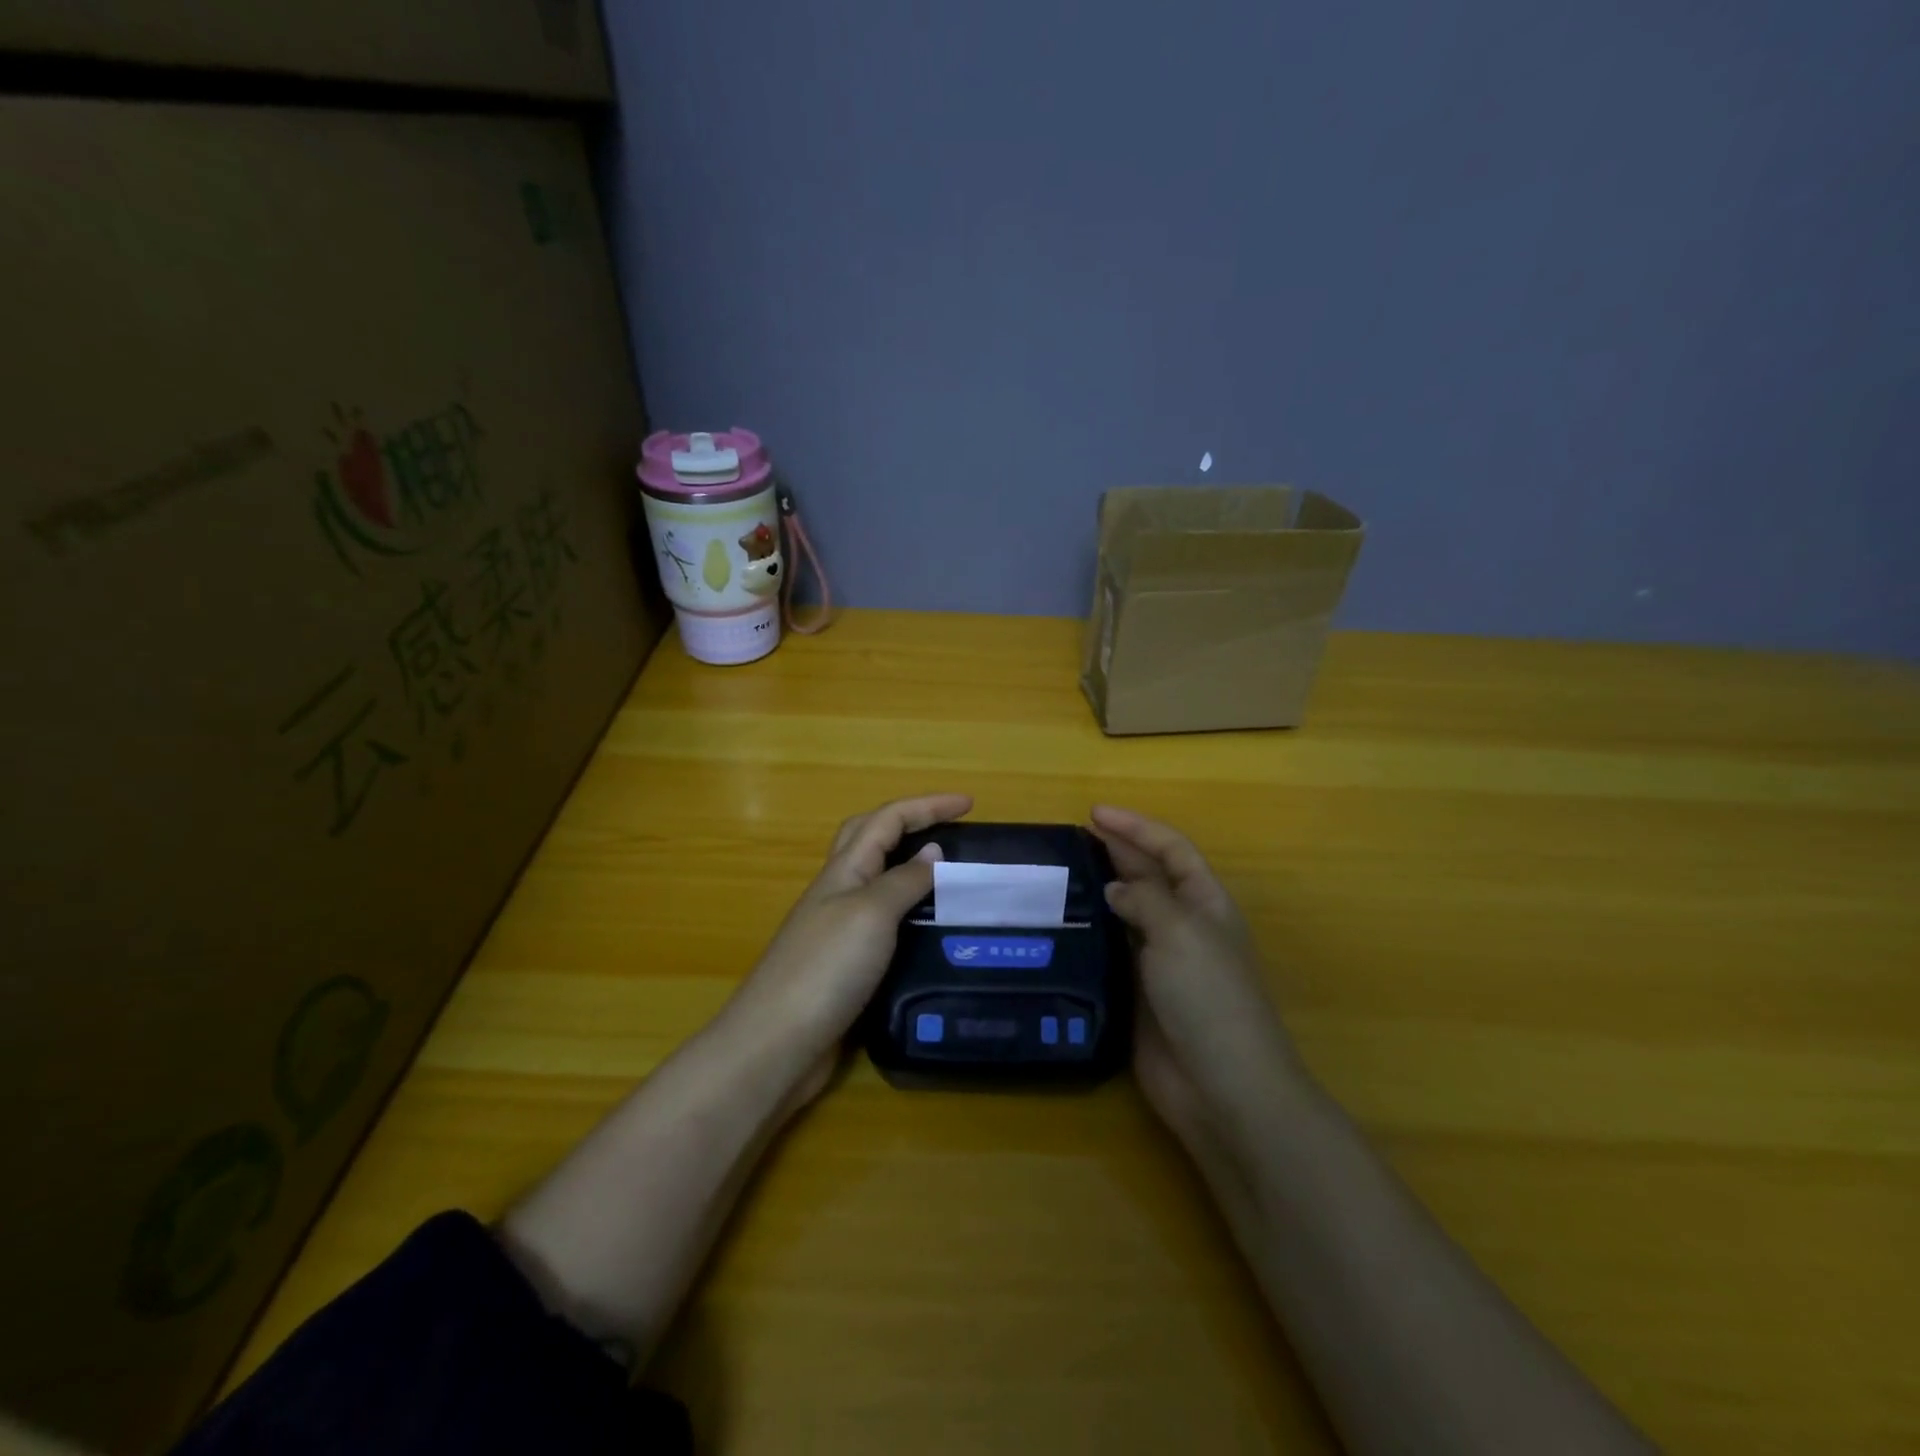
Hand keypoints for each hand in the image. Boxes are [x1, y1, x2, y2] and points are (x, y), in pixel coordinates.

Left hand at [725, 793, 971, 1108]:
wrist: (777, 1044)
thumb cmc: (825, 969)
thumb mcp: (871, 914)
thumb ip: (903, 881)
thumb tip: (933, 852)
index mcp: (844, 870)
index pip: (888, 819)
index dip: (928, 806)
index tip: (970, 804)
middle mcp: (838, 892)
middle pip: (871, 838)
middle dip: (910, 822)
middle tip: (951, 829)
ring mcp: (838, 929)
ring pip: (877, 880)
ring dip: (910, 867)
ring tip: (949, 877)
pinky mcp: (844, 965)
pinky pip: (882, 922)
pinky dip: (908, 913)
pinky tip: (928, 932)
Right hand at [1090, 805, 1299, 1150]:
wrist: (1221, 1087)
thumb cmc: (1209, 996)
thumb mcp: (1180, 932)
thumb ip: (1145, 899)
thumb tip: (1115, 887)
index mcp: (1206, 903)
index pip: (1171, 849)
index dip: (1137, 827)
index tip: (1094, 813)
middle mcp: (1184, 927)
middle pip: (1149, 876)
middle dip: (1116, 852)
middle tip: (1070, 838)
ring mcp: (1161, 963)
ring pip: (1126, 914)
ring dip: (1099, 893)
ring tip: (1058, 876)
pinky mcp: (1138, 995)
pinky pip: (1111, 953)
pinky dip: (1090, 936)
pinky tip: (1062, 928)